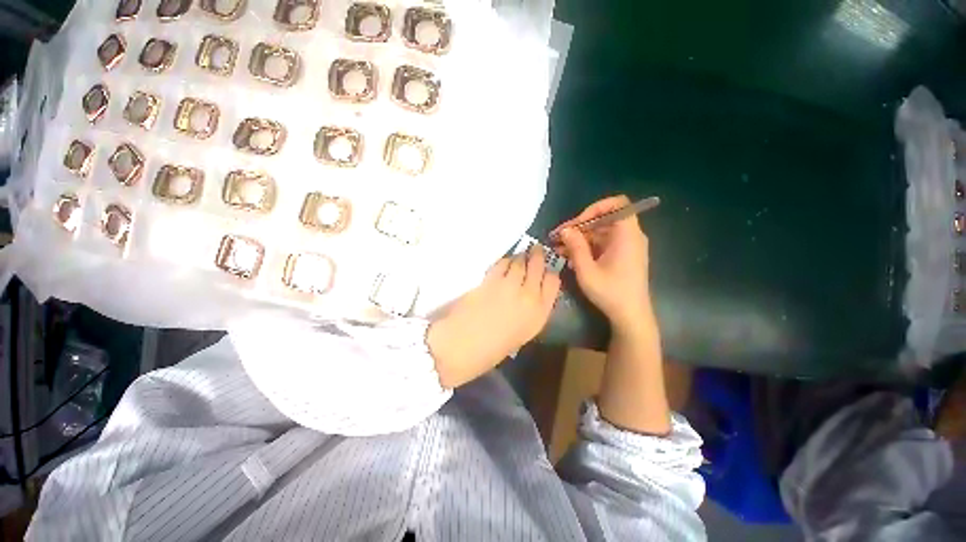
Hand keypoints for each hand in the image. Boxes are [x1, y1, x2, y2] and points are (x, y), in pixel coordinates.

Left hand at [427, 247, 560, 387]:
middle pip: (538, 267)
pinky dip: (504, 261)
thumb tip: (529, 291)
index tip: (546, 268)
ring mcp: (510, 286)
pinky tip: (503, 262)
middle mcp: (529, 297)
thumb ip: (530, 311)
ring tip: (519, 255)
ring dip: (520, 256)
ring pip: (519, 262)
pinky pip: (501, 264)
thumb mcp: (521, 333)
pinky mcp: (491, 280)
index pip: (553, 283)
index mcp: (539, 314)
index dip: (550, 272)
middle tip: (534, 249)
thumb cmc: (491, 349)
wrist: (462, 347)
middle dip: (537, 256)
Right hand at [553, 195, 652, 331]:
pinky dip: (587, 248)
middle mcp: (630, 236)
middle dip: (579, 227)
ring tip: (559, 249)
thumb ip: (575, 247)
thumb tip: (565, 230)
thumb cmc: (611, 292)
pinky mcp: (622, 256)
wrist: (631, 315)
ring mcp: (626, 247)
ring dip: (580, 239)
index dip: (595, 208)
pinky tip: (571, 258)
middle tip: (558, 237)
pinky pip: (603, 244)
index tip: (577, 223)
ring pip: (601, 233)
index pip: (617, 204)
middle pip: (604, 219)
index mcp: (627, 235)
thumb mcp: (587, 270)